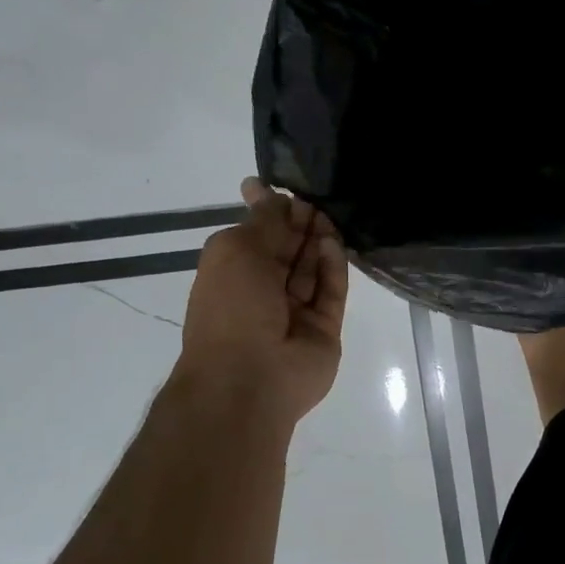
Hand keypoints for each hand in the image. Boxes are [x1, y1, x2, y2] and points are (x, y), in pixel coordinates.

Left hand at [173, 179, 348, 426]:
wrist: (249, 377)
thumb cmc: (231, 308)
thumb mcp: (236, 250)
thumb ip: (263, 221)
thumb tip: (269, 192)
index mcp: (234, 272)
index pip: (256, 235)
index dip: (269, 210)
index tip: (283, 186)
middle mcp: (264, 290)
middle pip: (288, 249)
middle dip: (299, 223)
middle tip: (314, 197)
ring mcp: (296, 311)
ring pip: (312, 268)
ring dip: (318, 240)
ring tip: (328, 214)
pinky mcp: (324, 327)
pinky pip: (331, 292)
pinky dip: (332, 267)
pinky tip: (333, 242)